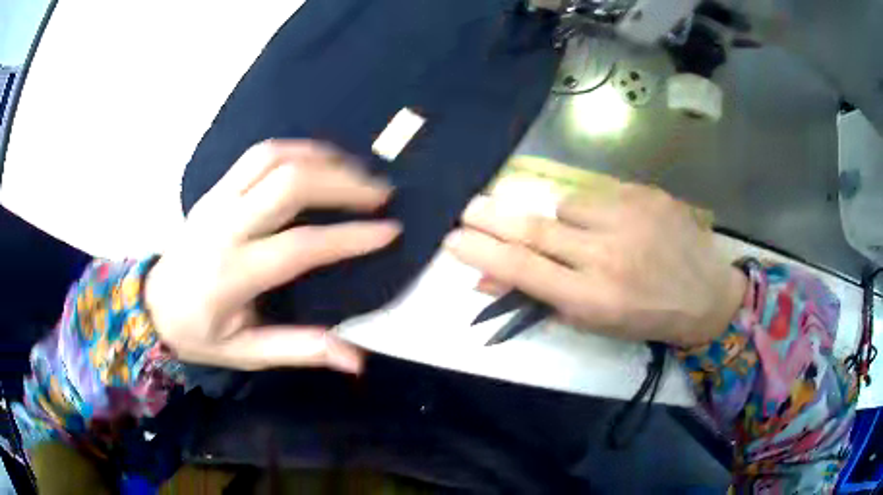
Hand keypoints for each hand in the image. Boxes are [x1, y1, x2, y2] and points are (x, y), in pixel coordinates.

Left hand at [145, 140, 399, 371]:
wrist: (152, 304)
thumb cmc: (199, 333)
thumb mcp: (247, 352)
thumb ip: (300, 350)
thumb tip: (356, 361)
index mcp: (232, 275)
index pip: (299, 246)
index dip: (350, 237)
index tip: (390, 231)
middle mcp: (224, 227)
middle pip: (288, 185)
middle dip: (342, 183)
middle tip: (380, 193)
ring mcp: (217, 200)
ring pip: (273, 157)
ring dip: (321, 158)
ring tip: (355, 171)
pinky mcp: (215, 189)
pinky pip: (259, 154)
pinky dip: (296, 150)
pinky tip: (320, 160)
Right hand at [445, 181, 746, 345]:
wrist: (705, 294)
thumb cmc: (645, 317)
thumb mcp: (593, 321)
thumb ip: (541, 298)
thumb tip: (487, 281)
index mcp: (595, 297)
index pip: (524, 270)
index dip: (484, 254)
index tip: (453, 240)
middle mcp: (608, 254)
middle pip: (535, 229)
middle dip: (494, 218)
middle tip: (467, 208)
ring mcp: (630, 218)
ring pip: (566, 206)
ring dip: (563, 222)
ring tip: (588, 238)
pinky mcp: (646, 194)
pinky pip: (599, 194)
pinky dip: (596, 210)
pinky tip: (618, 225)